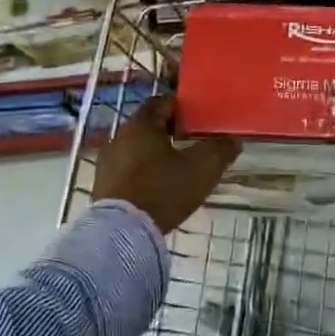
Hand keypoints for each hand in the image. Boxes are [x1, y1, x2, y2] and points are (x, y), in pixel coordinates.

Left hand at [92, 97, 240, 233]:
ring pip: (135, 149)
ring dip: (153, 154)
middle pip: (146, 126)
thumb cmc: (163, 189)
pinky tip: (156, 188)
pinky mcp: (101, 187)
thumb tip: (233, 140)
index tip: (196, 119)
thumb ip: (220, 149)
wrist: (122, 232)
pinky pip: (126, 171)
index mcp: (141, 125)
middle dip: (168, 132)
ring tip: (175, 168)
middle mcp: (118, 138)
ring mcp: (106, 164)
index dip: (180, 108)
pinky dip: (141, 173)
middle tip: (190, 143)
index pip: (160, 103)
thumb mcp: (202, 168)